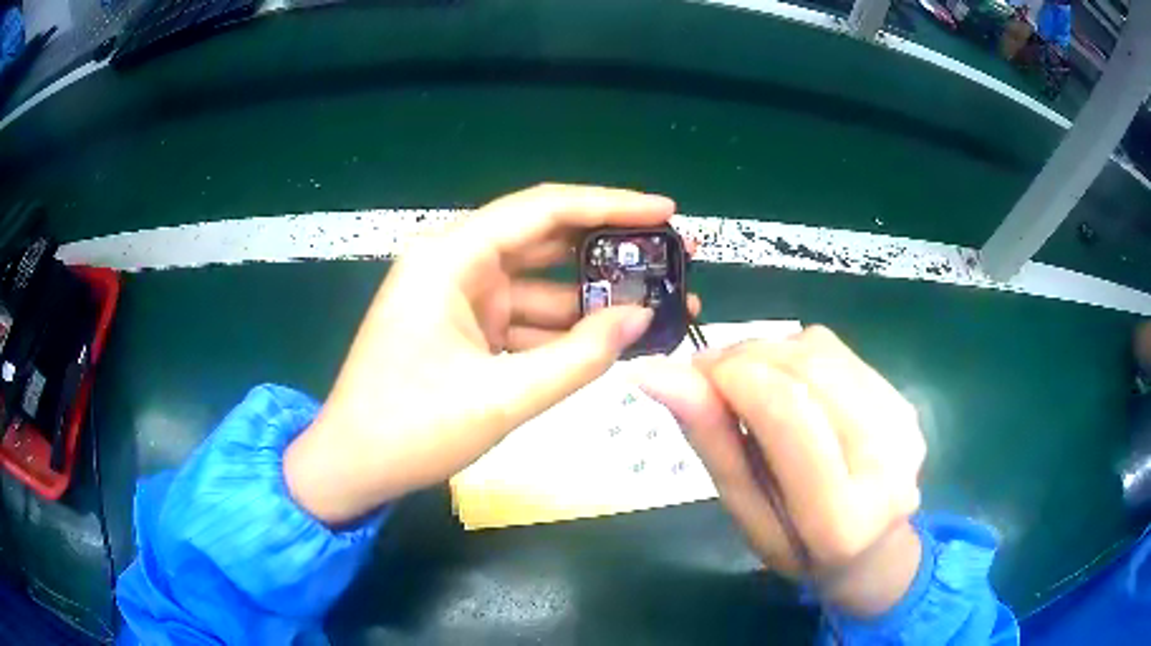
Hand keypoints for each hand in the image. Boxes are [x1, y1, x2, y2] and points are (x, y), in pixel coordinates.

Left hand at [284, 184, 699, 524]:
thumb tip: (640, 318)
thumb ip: (578, 358)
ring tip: (659, 303)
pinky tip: (611, 338)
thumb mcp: (501, 398)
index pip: (543, 210)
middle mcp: (454, 262)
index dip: (610, 206)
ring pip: (540, 283)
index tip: (666, 211)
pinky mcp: (463, 327)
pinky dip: (564, 329)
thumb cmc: (410, 431)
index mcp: (450, 258)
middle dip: (612, 248)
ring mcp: (458, 296)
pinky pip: (524, 317)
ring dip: (593, 296)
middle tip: (674, 255)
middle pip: (546, 239)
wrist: (352, 468)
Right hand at [638, 326, 925, 617]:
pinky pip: (840, 352)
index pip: (786, 412)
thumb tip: (656, 374)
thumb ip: (711, 442)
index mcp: (839, 517)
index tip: (693, 374)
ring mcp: (903, 425)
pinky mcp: (906, 401)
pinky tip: (788, 383)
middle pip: (806, 369)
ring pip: (821, 351)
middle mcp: (886, 463)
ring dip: (769, 351)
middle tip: (711, 375)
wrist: (874, 549)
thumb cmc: (797, 548)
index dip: (733, 375)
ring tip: (746, 379)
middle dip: (745, 356)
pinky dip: (797, 354)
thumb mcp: (745, 512)